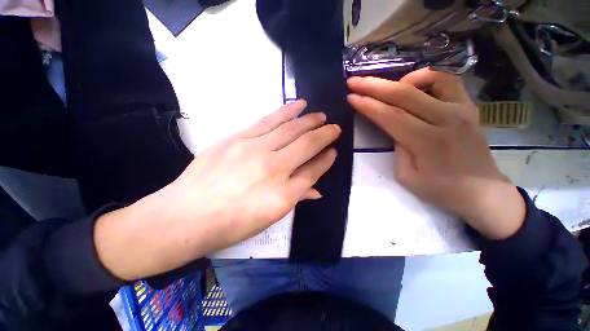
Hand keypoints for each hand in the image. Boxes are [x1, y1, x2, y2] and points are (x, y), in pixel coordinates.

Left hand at [95, 100, 339, 279]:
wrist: (186, 216)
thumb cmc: (231, 224)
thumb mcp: (269, 218)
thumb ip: (295, 198)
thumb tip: (316, 189)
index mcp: (283, 195)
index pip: (313, 171)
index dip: (326, 160)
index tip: (334, 151)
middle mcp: (274, 168)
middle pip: (306, 145)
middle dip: (324, 135)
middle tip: (334, 127)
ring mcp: (255, 150)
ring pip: (290, 129)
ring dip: (308, 120)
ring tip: (320, 114)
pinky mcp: (238, 138)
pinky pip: (268, 121)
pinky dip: (286, 111)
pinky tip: (298, 105)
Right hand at [347, 68, 524, 239]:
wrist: (482, 191)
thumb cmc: (440, 189)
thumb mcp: (406, 174)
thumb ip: (397, 146)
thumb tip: (393, 125)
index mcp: (427, 141)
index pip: (390, 116)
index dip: (367, 105)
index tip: (350, 97)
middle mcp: (446, 118)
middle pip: (404, 93)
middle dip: (374, 86)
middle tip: (354, 81)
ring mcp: (461, 108)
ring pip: (428, 79)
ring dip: (399, 79)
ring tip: (385, 88)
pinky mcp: (468, 106)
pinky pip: (446, 80)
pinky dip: (425, 78)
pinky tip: (413, 87)